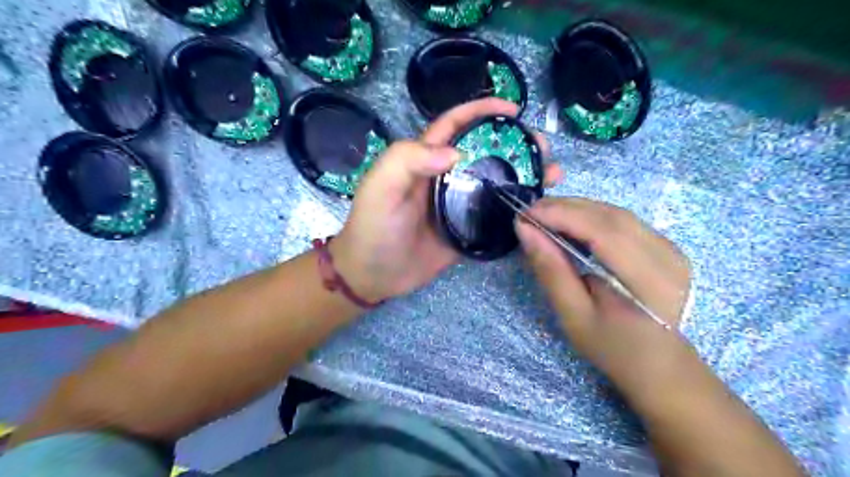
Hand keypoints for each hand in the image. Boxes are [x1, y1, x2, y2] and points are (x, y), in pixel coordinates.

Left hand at [336, 98, 562, 302]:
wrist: (373, 274)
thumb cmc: (373, 227)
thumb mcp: (380, 186)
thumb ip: (408, 159)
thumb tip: (456, 152)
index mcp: (424, 159)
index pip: (455, 125)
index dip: (481, 111)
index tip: (512, 108)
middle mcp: (446, 177)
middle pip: (485, 151)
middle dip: (515, 143)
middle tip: (543, 147)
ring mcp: (459, 204)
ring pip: (495, 181)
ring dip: (523, 174)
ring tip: (551, 174)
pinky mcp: (467, 230)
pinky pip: (495, 214)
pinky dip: (516, 206)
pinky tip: (536, 205)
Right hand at [518, 195, 689, 394]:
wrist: (657, 364)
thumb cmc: (612, 347)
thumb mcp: (573, 315)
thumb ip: (551, 270)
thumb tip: (525, 229)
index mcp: (650, 281)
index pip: (603, 231)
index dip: (563, 216)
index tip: (526, 214)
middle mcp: (668, 256)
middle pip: (611, 216)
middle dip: (566, 208)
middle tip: (530, 212)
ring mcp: (671, 248)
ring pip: (617, 213)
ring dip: (578, 209)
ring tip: (545, 214)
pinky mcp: (665, 246)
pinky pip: (623, 221)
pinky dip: (592, 216)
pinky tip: (571, 222)